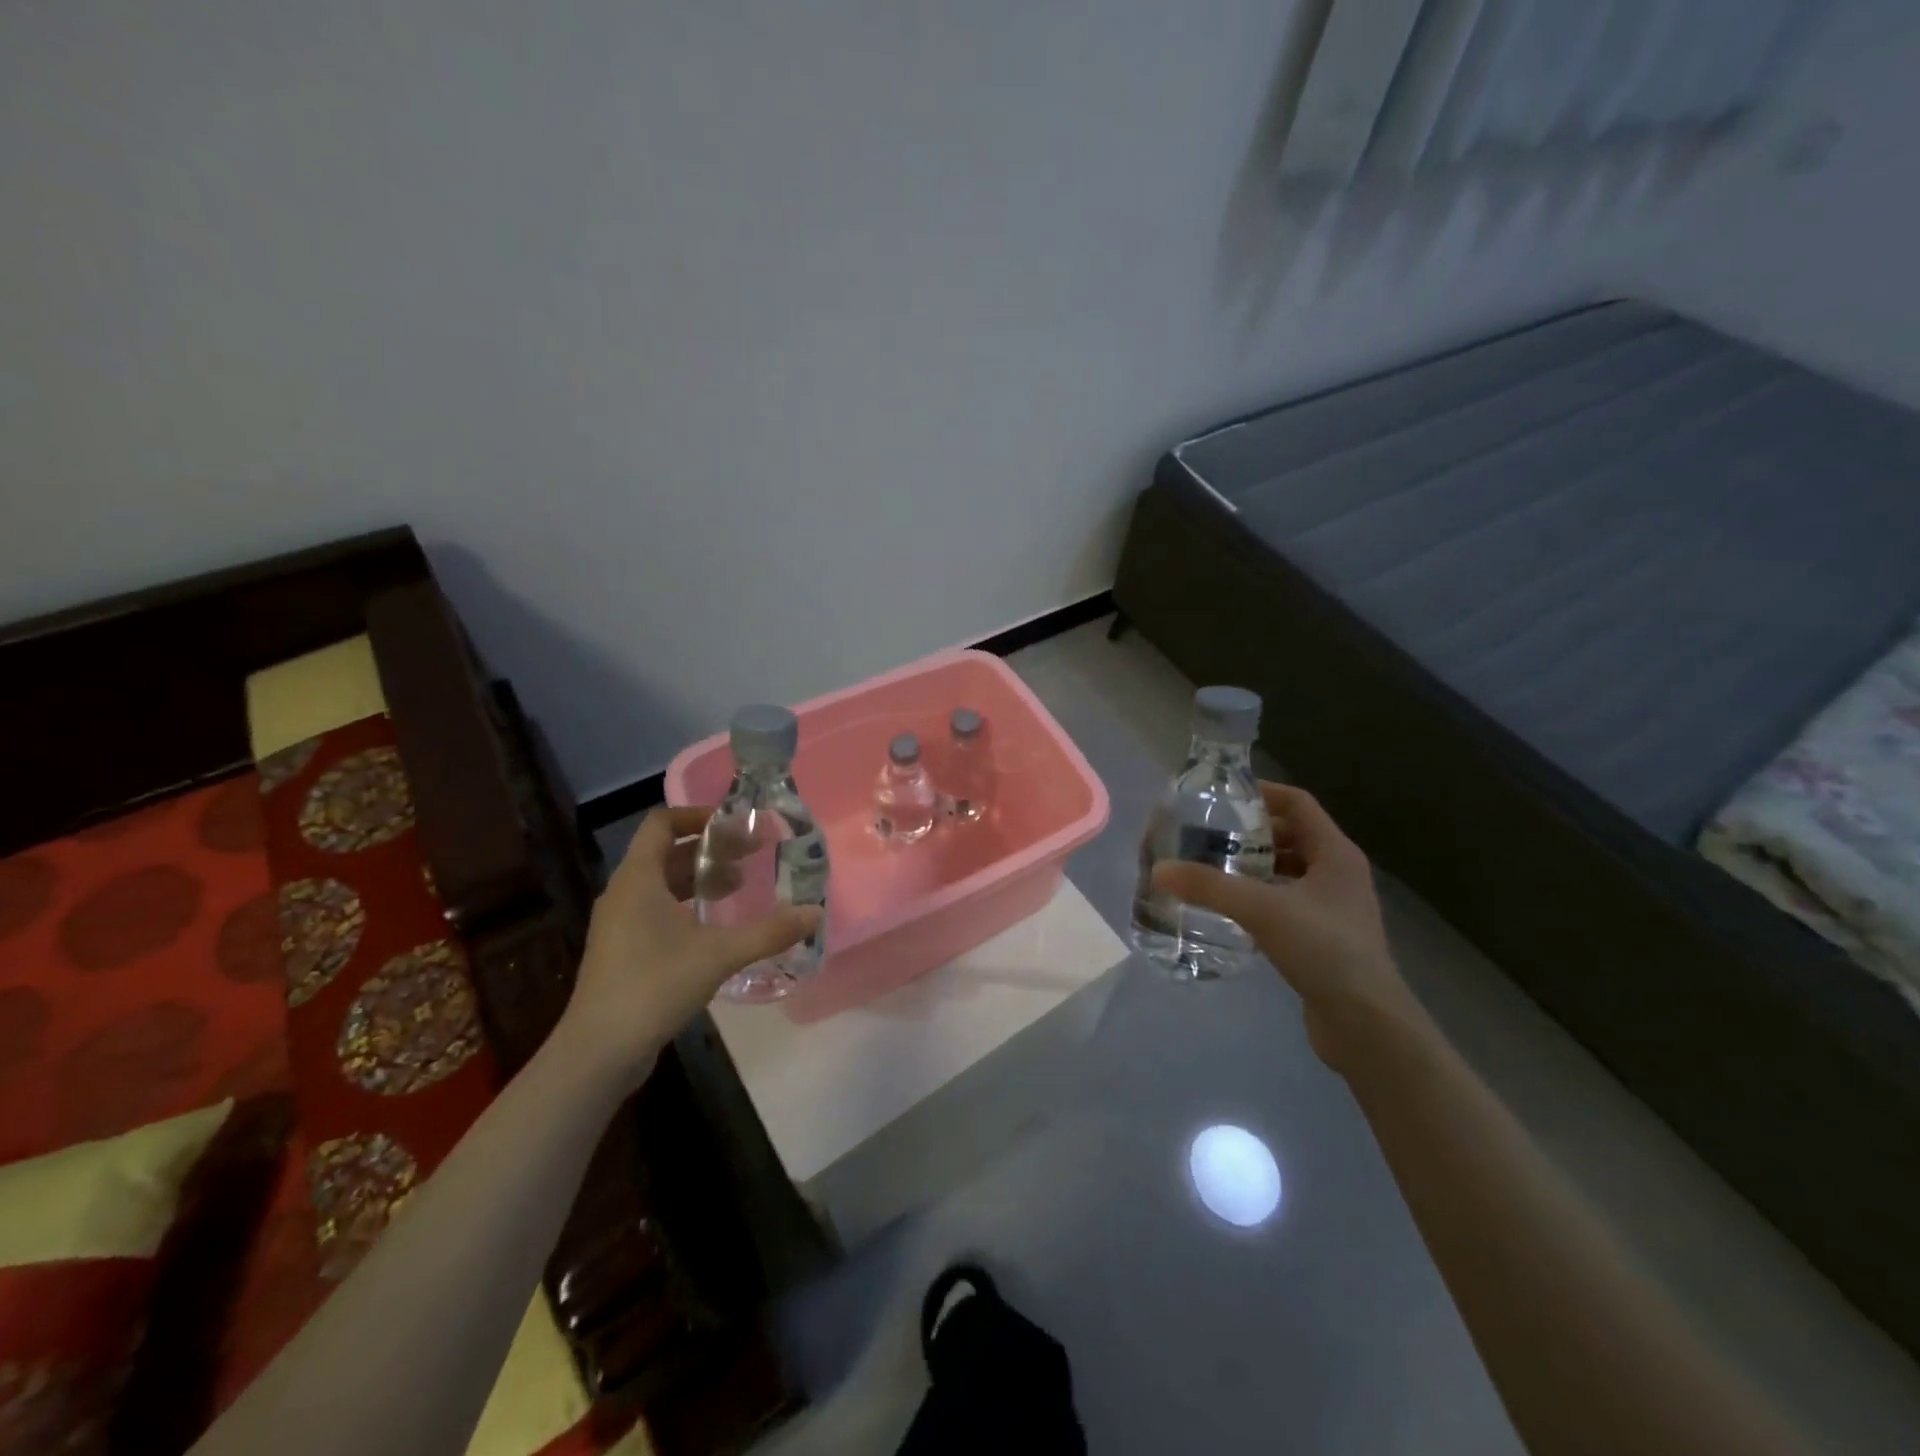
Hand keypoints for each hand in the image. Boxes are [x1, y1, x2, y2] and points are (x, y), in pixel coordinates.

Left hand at [560, 807, 819, 1082]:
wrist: (599, 1051)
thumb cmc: (655, 986)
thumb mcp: (719, 955)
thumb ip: (768, 932)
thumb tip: (814, 914)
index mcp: (638, 879)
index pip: (662, 823)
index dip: (698, 816)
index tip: (736, 825)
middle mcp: (624, 893)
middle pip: (666, 853)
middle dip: (709, 849)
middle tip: (751, 855)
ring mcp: (619, 924)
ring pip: (662, 884)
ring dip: (699, 878)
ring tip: (739, 886)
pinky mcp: (622, 951)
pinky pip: (656, 910)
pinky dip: (686, 906)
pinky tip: (716, 927)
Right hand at [1151, 782, 1421, 1073]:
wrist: (1366, 1024)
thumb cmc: (1324, 949)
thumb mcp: (1262, 909)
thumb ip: (1209, 887)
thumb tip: (1159, 869)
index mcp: (1335, 853)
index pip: (1298, 803)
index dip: (1262, 793)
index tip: (1221, 796)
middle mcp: (1339, 873)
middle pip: (1291, 836)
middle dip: (1250, 833)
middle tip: (1208, 834)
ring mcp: (1334, 907)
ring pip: (1288, 871)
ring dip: (1254, 867)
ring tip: (1212, 869)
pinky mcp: (1324, 937)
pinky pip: (1287, 902)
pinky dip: (1260, 898)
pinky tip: (1230, 909)